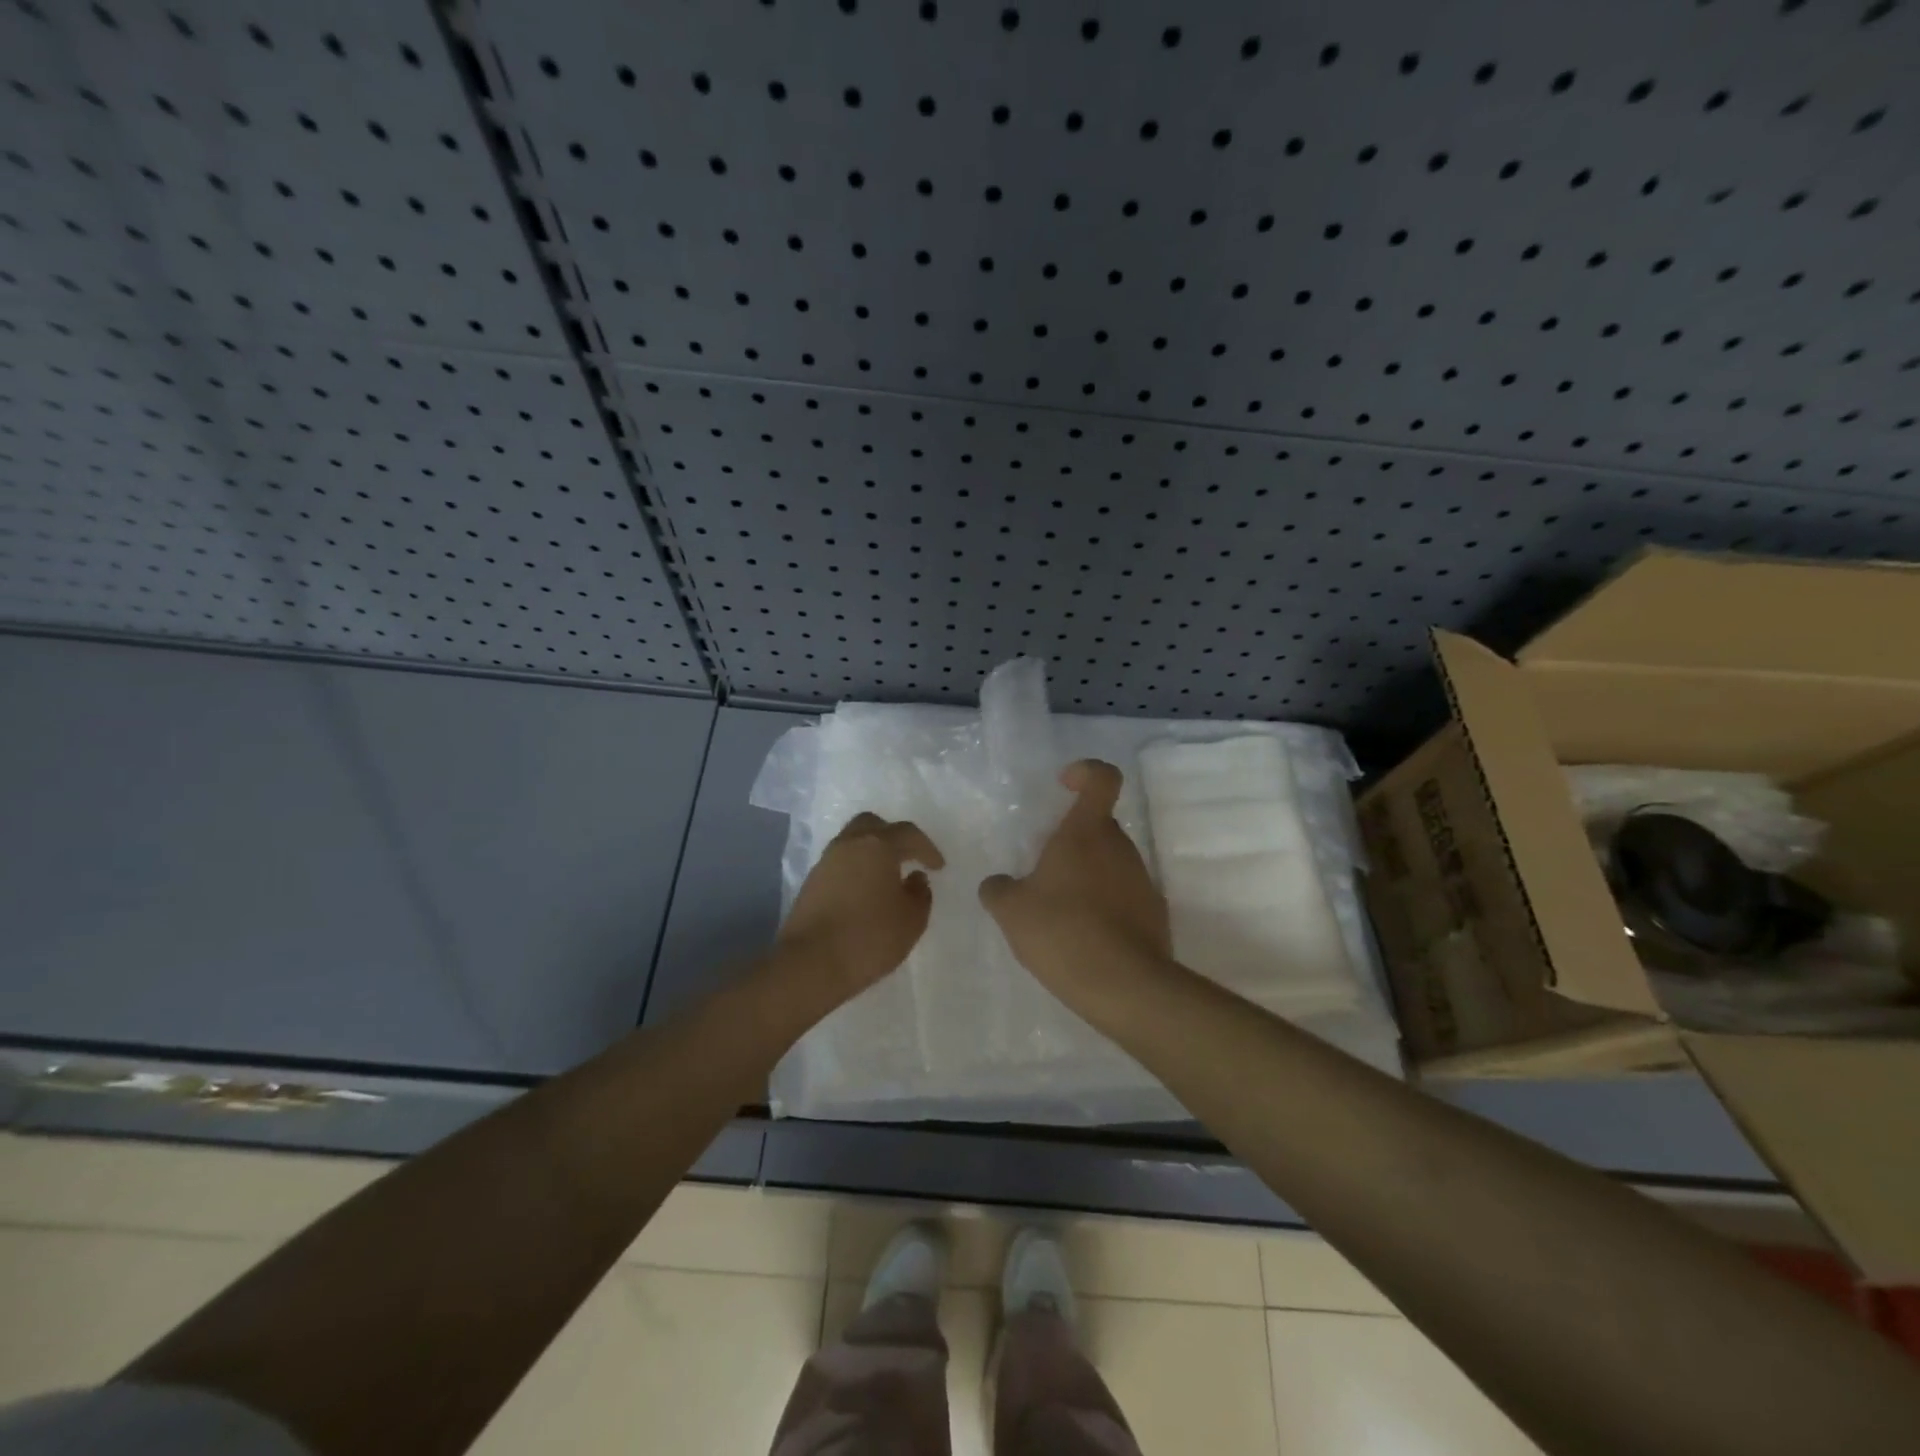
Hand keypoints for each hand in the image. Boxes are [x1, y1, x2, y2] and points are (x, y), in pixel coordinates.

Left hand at [777, 812, 944, 1003]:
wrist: (810, 963)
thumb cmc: (869, 937)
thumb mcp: (911, 920)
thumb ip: (920, 894)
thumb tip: (915, 878)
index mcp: (877, 845)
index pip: (908, 834)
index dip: (927, 848)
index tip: (938, 867)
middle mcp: (849, 844)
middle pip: (873, 825)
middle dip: (894, 837)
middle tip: (908, 858)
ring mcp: (826, 862)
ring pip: (853, 842)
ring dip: (872, 853)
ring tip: (887, 877)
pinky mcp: (811, 882)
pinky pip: (840, 863)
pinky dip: (856, 869)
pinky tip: (865, 892)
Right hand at [979, 760, 1170, 995]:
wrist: (1124, 987)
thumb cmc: (1062, 931)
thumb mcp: (1011, 910)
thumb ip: (998, 889)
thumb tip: (998, 885)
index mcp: (1087, 833)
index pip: (1102, 778)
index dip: (1084, 772)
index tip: (1063, 786)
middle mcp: (1120, 848)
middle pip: (1099, 826)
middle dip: (1072, 840)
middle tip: (1042, 872)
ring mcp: (1142, 880)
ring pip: (1110, 863)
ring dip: (1086, 876)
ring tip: (1058, 914)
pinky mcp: (1154, 914)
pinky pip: (1123, 897)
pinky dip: (1103, 908)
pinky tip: (1083, 939)